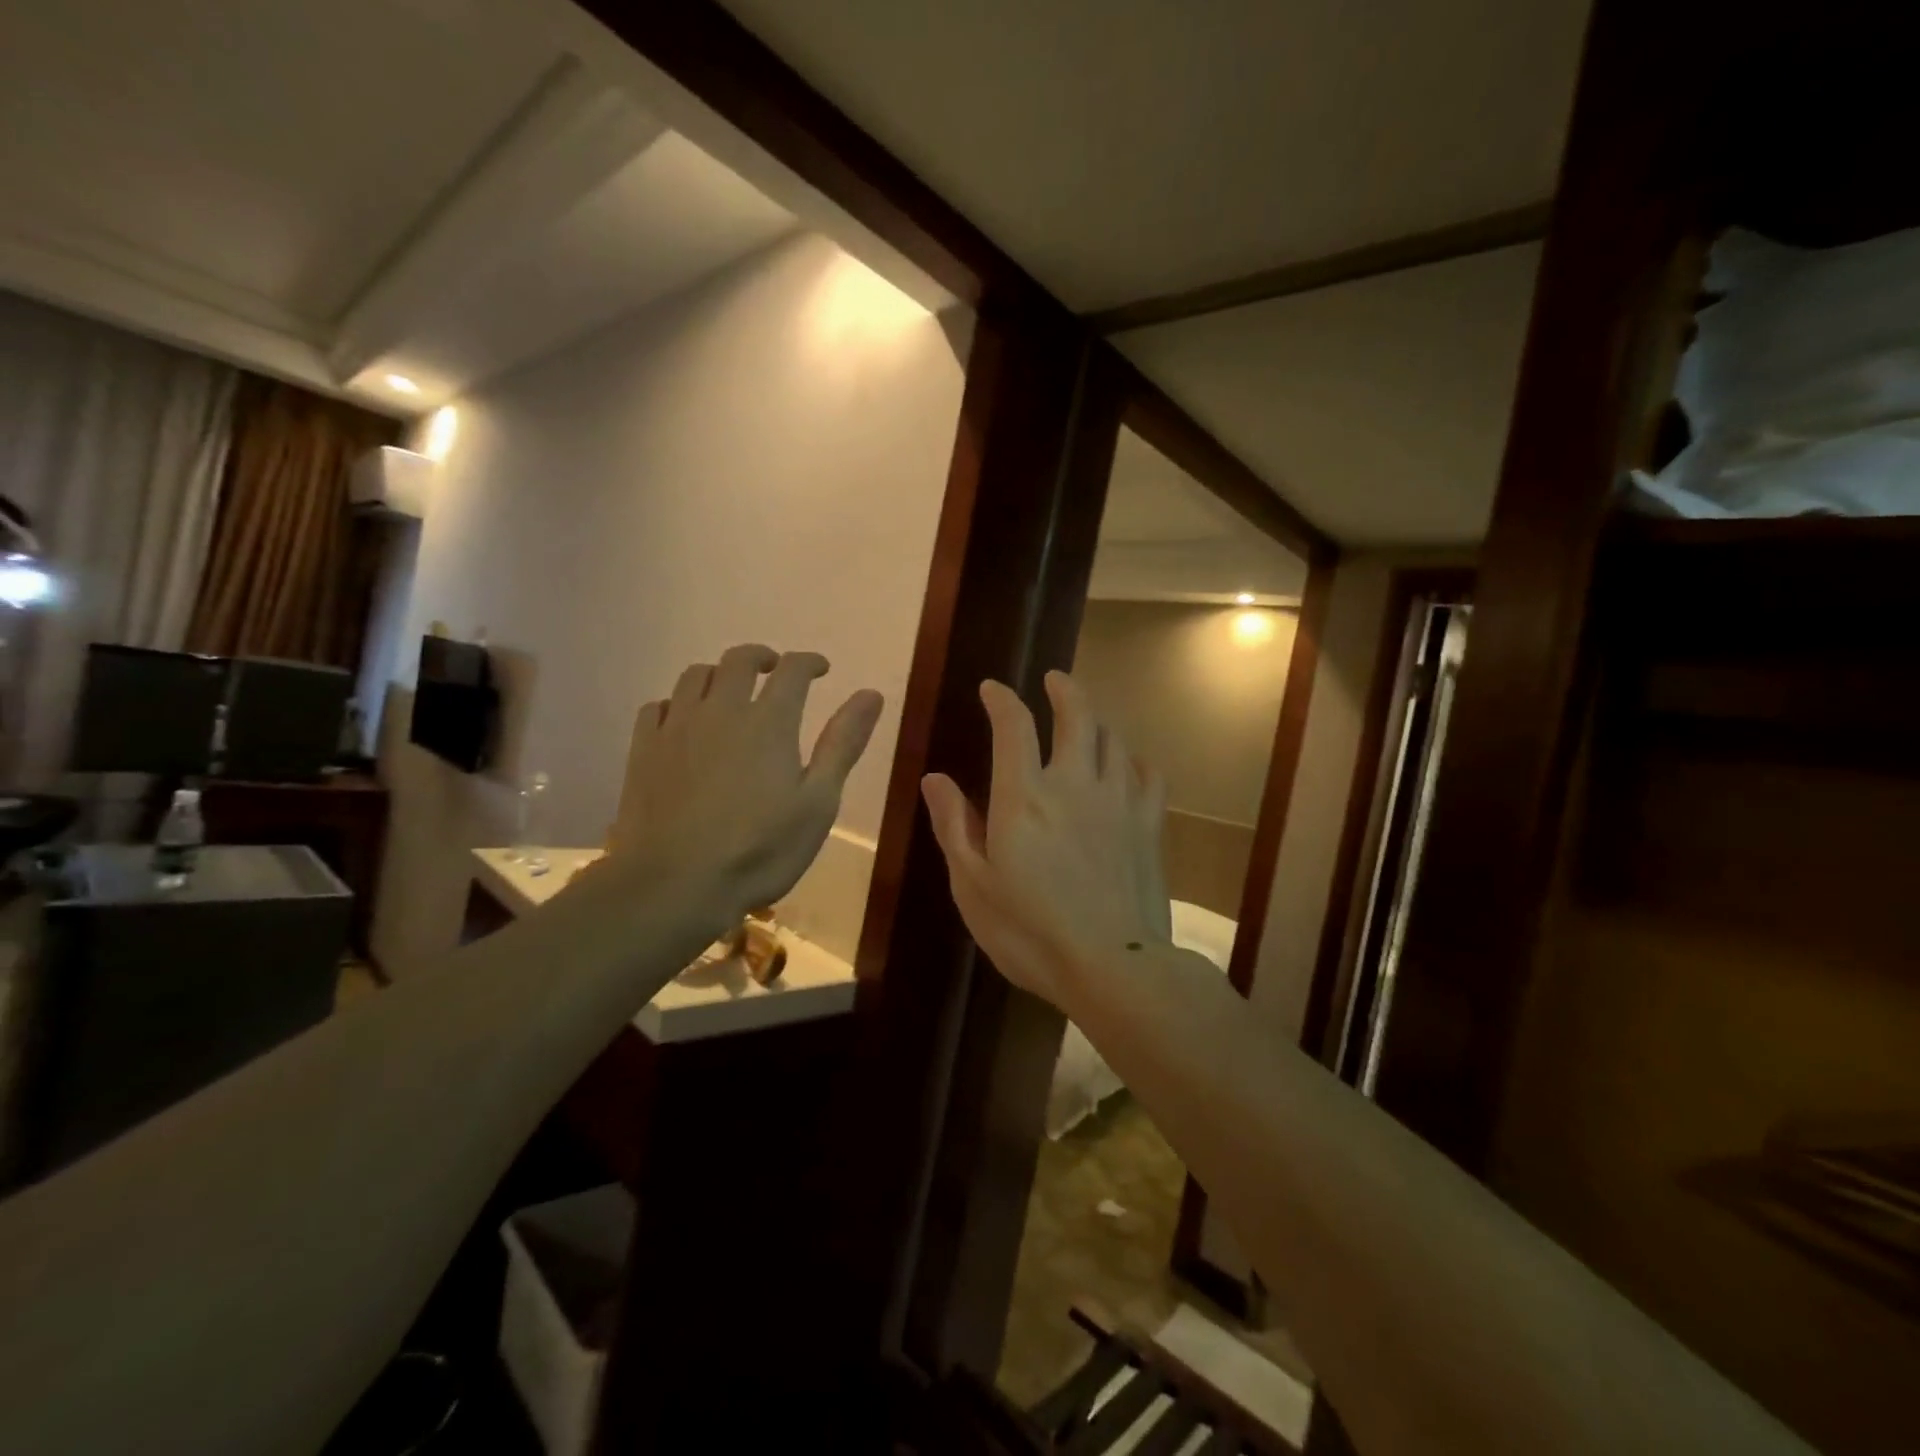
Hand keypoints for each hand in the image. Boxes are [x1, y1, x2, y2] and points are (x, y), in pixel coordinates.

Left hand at [605, 645, 882, 925]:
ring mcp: (676, 727)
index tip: (821, 669)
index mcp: (769, 721)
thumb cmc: (759, 850)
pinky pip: (658, 706)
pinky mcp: (643, 750)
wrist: (674, 885)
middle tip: (775, 670)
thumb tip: (871, 694)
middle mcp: (721, 710)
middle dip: (762, 657)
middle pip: (739, 660)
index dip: (810, 662)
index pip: (792, 670)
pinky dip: (679, 703)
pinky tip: (685, 723)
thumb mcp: (818, 802)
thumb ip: (842, 744)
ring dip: (719, 674)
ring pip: (695, 676)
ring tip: (731, 692)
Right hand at [921, 672, 1170, 1011]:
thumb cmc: (1029, 931)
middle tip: (1054, 680)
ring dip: (1097, 719)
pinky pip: (1148, 774)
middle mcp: (1075, 784)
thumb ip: (954, 826)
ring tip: (1087, 719)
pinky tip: (1129, 765)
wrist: (1112, 967)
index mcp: (1025, 796)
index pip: (1014, 726)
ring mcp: (1119, 801)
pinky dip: (1135, 760)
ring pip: (1114, 739)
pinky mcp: (1149, 825)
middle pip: (1078, 715)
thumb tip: (935, 778)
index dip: (1002, 699)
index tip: (992, 688)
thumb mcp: (972, 885)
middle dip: (1064, 689)